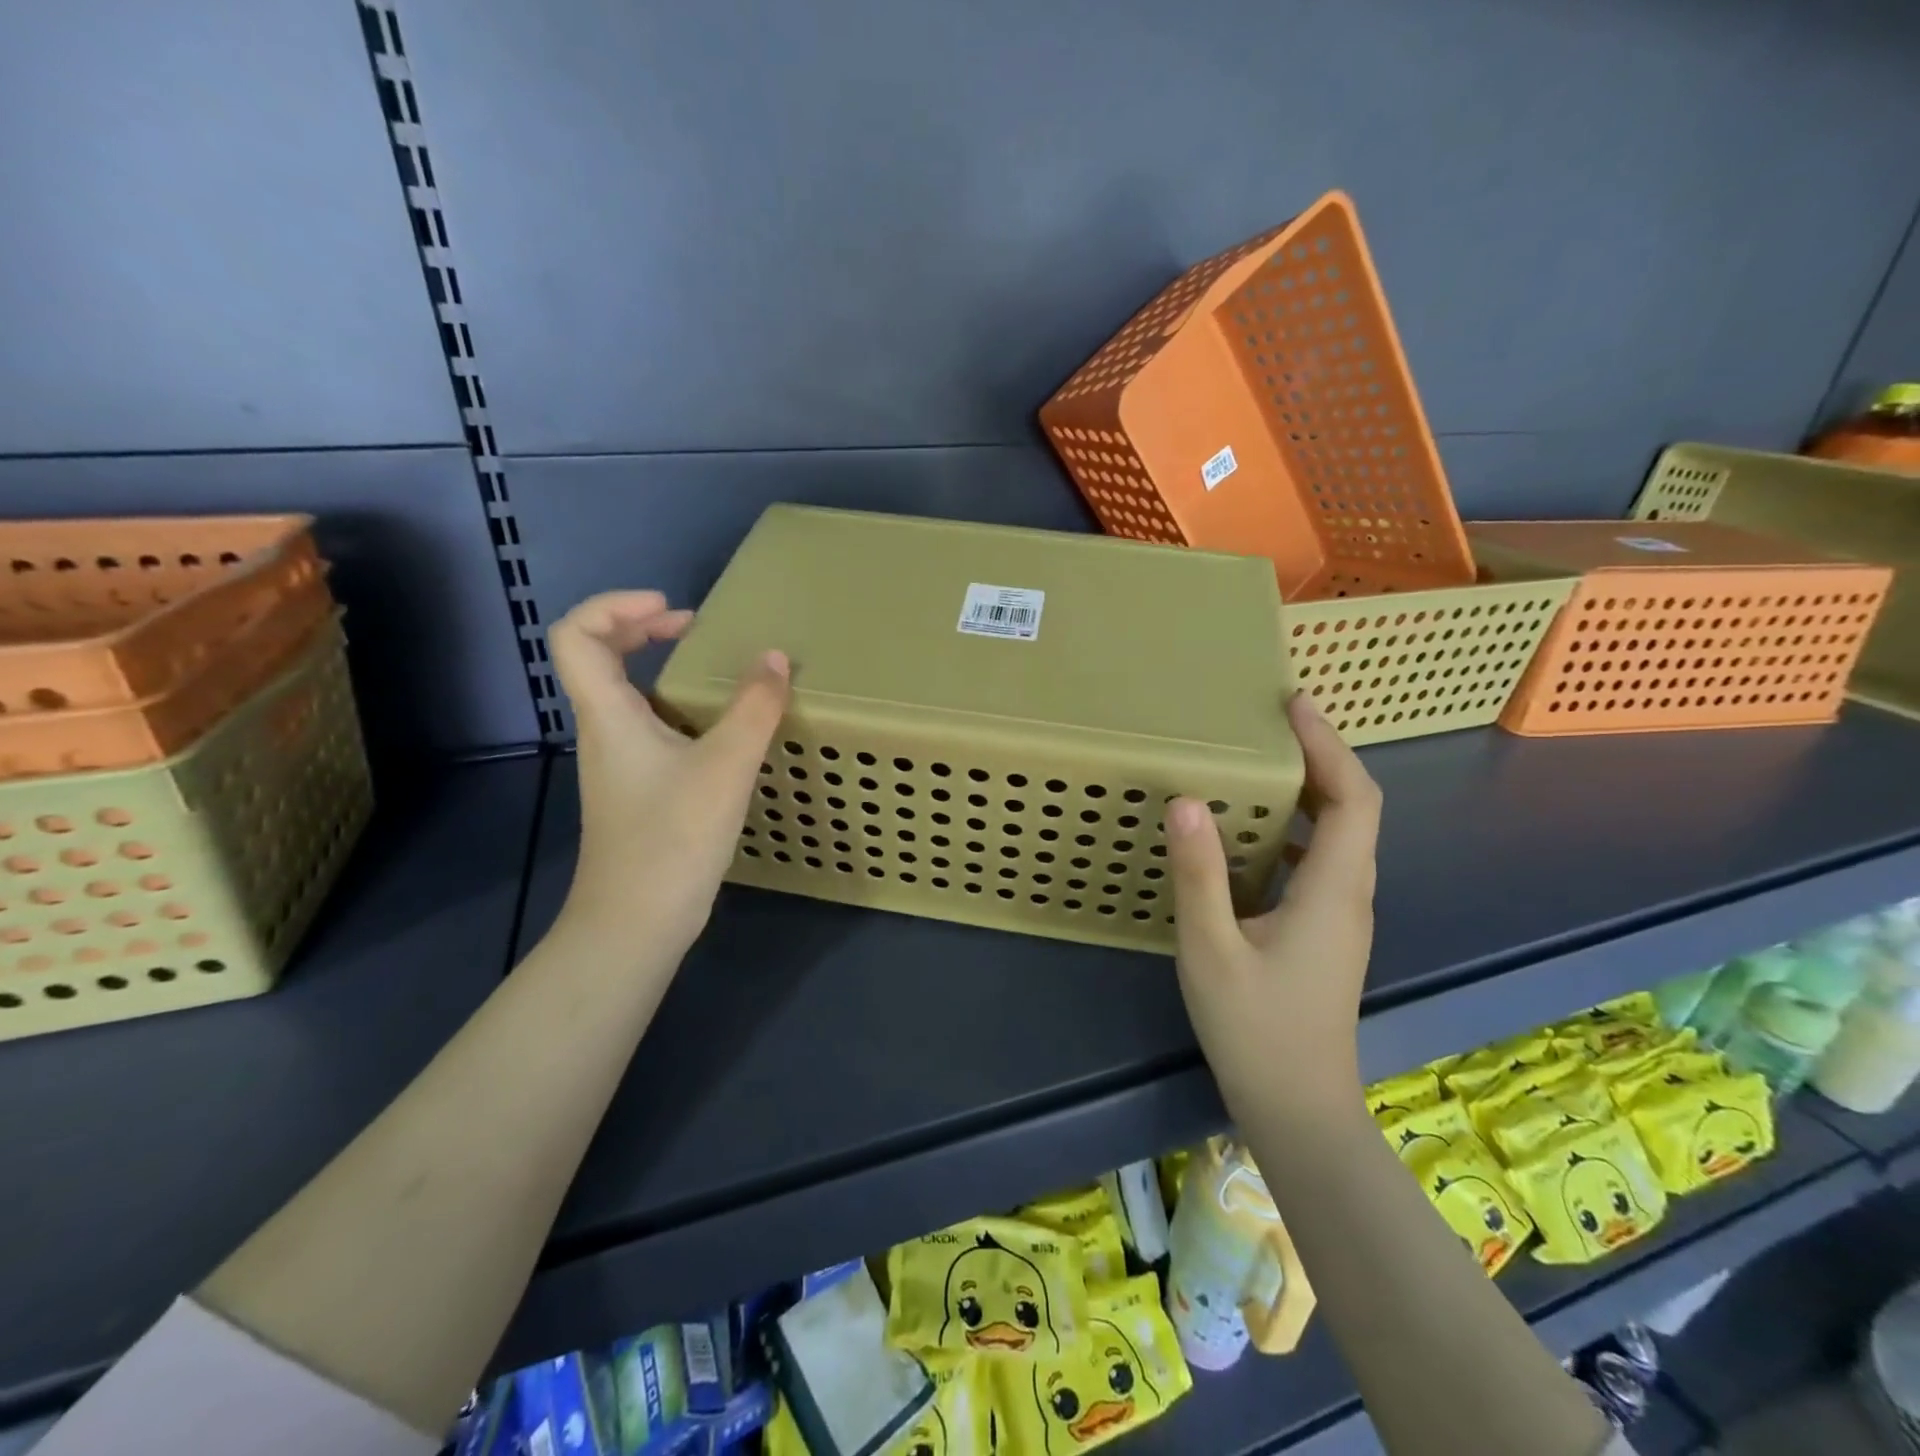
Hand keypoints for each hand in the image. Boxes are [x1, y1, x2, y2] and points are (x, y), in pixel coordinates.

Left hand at [547, 591, 789, 958]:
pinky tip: (719, 730)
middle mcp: (604, 731)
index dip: (616, 605)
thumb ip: (754, 708)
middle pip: (597, 656)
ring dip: (661, 668)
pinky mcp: (637, 791)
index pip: (576, 634)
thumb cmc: (672, 838)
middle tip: (694, 627)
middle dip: (642, 627)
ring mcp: (618, 764)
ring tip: (714, 671)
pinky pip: (647, 727)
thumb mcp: (725, 766)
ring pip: (624, 694)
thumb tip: (776, 658)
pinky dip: (677, 709)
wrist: (636, 923)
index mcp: (608, 714)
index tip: (674, 610)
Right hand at [1168, 692, 1381, 1124]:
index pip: (1352, 798)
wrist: (1298, 1109)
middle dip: (1320, 758)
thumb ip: (1198, 875)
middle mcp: (1348, 894)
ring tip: (1258, 765)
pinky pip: (1317, 861)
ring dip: (1308, 792)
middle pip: (1352, 809)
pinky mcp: (1323, 933)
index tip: (1294, 706)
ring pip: (1337, 836)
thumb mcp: (1212, 949)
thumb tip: (1186, 801)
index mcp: (1332, 890)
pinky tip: (1248, 836)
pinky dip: (1292, 830)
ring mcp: (1340, 916)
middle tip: (1269, 725)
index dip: (1329, 746)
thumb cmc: (1255, 1029)